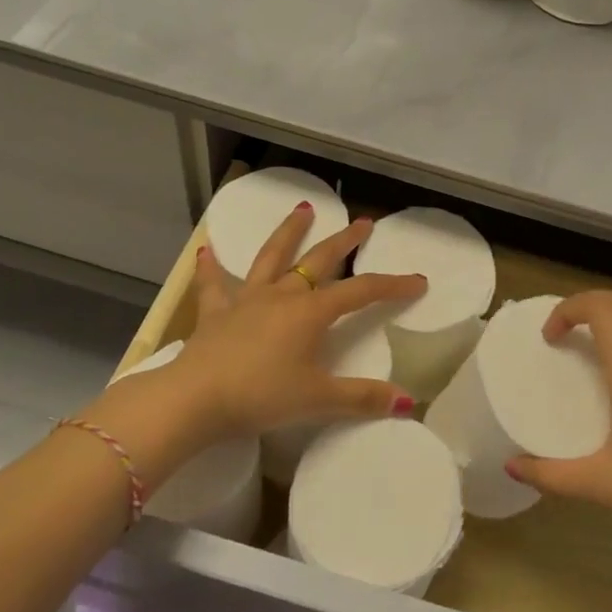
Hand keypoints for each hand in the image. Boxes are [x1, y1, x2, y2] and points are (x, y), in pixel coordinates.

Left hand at [98, 203, 426, 450]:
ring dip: (288, 233)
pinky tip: (206, 251)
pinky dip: (211, 268)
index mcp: (311, 312)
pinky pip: (214, 285)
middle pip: (319, 260)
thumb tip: (408, 401)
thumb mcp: (317, 399)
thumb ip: (362, 397)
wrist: (194, 398)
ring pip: (272, 257)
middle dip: (345, 241)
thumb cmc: (261, 395)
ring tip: (301, 209)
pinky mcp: (215, 313)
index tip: (418, 281)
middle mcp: (282, 295)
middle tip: (363, 222)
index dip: (392, 285)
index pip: (361, 292)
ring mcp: (247, 300)